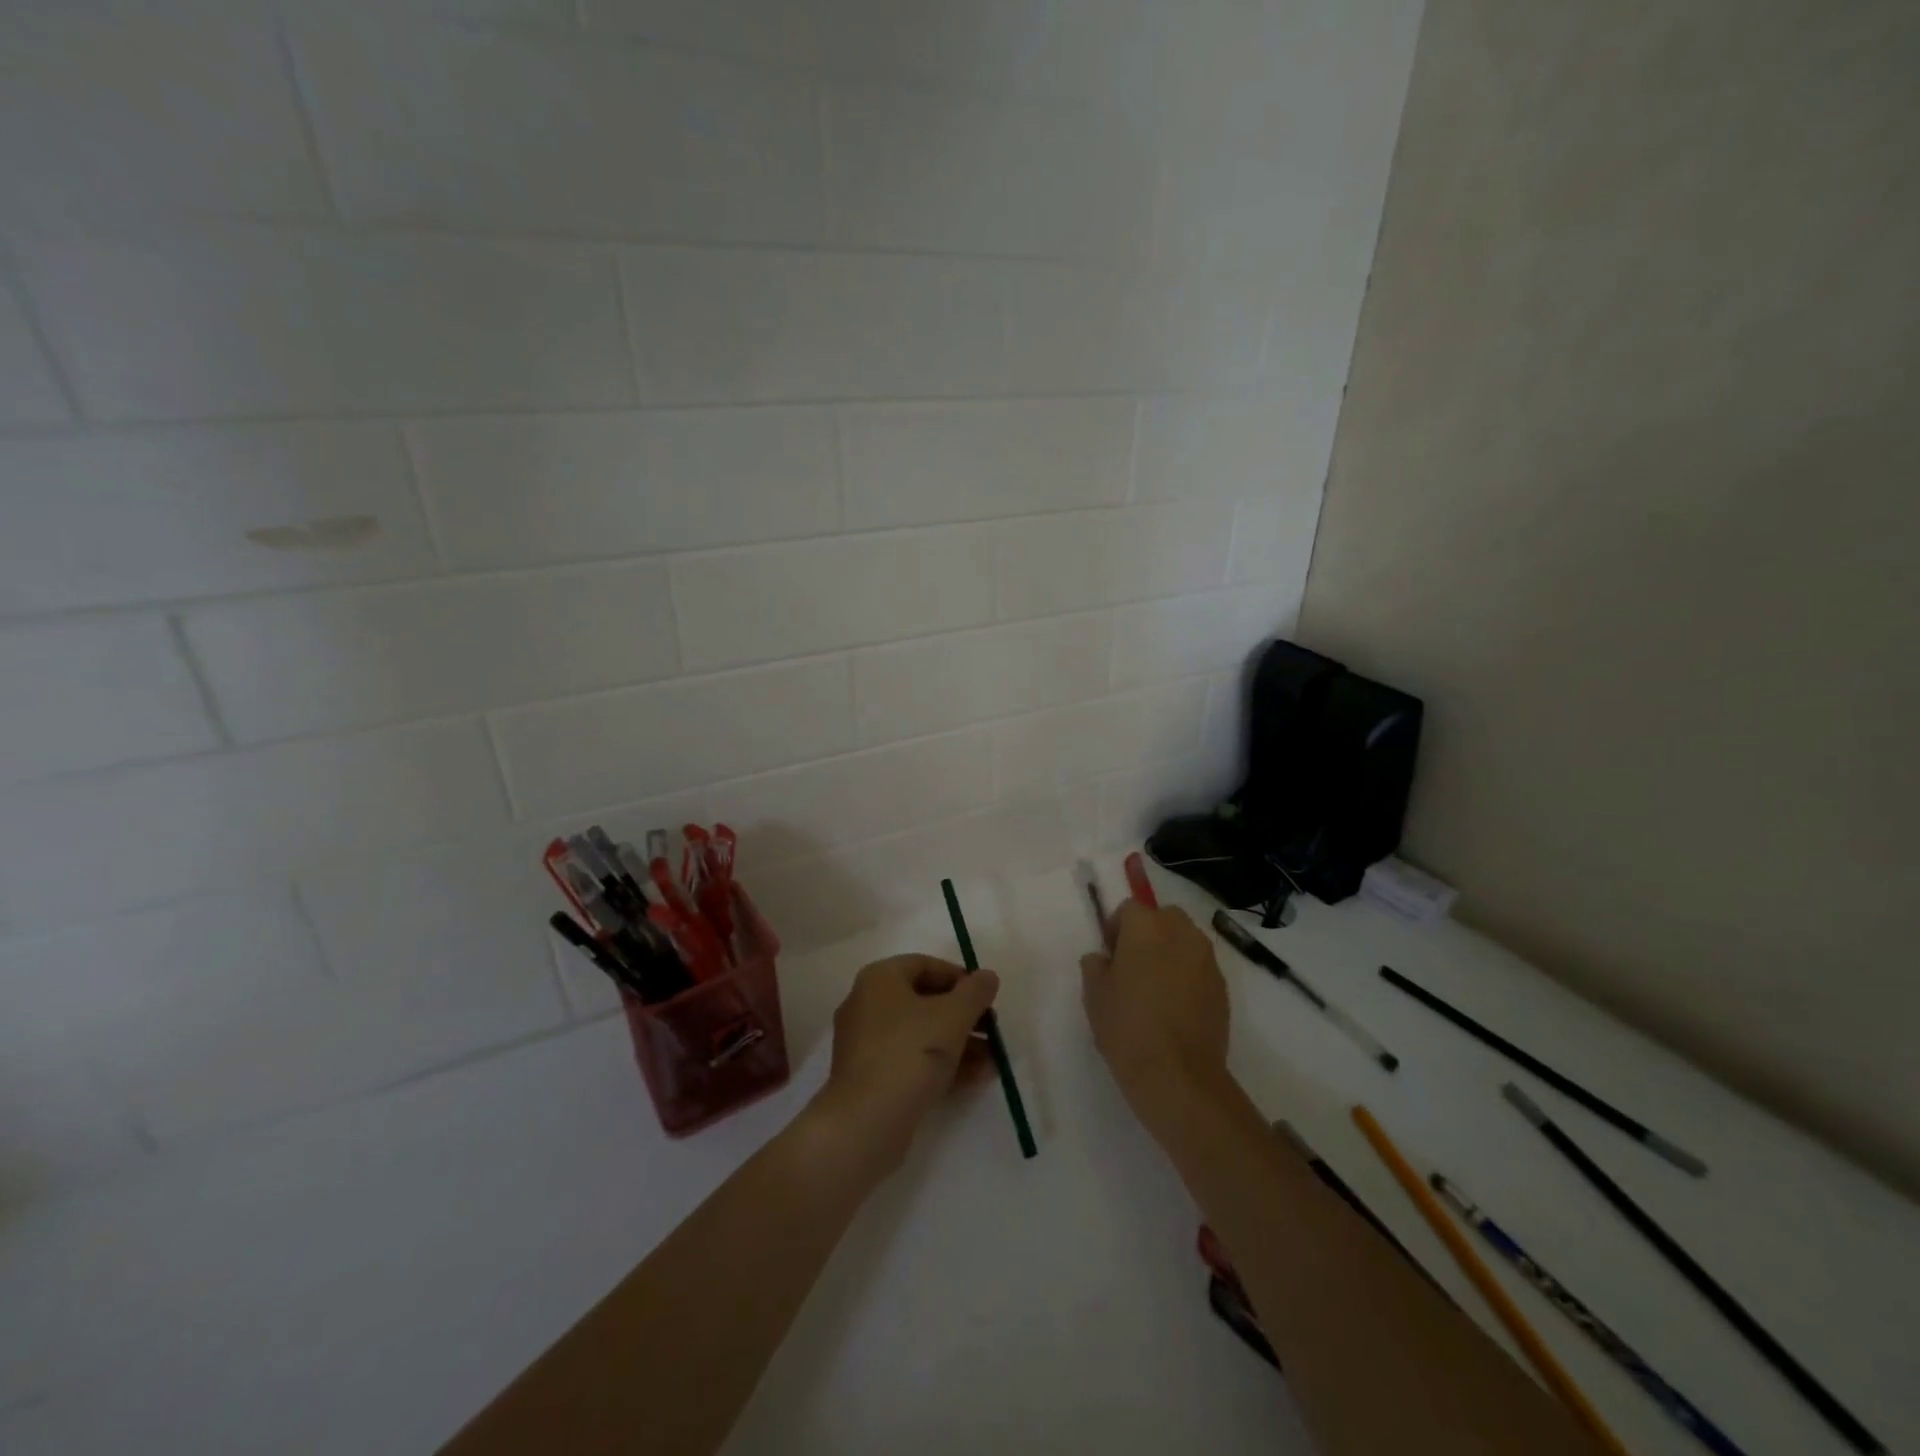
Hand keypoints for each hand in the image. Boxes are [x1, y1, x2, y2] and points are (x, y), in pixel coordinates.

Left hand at [811, 955, 1000, 1174]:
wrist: (866, 1123)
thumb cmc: (910, 1053)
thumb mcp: (953, 1016)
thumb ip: (975, 992)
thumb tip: (987, 976)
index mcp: (880, 979)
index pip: (924, 965)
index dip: (960, 977)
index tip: (986, 997)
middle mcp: (867, 1005)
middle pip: (924, 1001)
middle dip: (964, 1015)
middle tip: (993, 1030)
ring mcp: (866, 1044)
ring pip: (920, 1034)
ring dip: (959, 1043)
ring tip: (994, 1060)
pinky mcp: (871, 1078)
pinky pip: (911, 1060)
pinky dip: (942, 1065)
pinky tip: (977, 1078)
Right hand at [1081, 902, 1229, 1120]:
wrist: (1178, 1076)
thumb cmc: (1127, 1027)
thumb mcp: (1094, 994)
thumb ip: (1095, 965)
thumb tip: (1104, 959)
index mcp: (1146, 927)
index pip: (1129, 908)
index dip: (1116, 928)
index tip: (1110, 956)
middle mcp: (1181, 933)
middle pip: (1163, 917)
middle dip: (1148, 933)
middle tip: (1133, 967)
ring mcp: (1207, 959)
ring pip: (1185, 940)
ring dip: (1170, 952)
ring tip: (1156, 988)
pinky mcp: (1223, 986)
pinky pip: (1200, 967)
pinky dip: (1188, 976)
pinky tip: (1175, 1008)